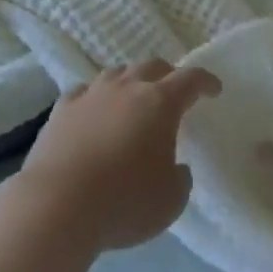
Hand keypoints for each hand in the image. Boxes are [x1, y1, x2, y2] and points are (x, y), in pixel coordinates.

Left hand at [17, 61, 220, 252]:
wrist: (57, 204)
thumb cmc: (124, 202)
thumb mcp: (170, 201)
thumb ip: (180, 178)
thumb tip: (176, 167)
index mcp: (160, 103)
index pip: (190, 79)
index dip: (205, 81)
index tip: (214, 89)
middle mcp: (127, 88)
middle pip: (152, 66)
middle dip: (168, 75)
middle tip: (174, 92)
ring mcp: (91, 94)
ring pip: (117, 73)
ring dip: (131, 81)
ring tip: (134, 98)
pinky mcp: (62, 108)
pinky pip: (85, 91)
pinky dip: (96, 97)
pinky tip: (95, 109)